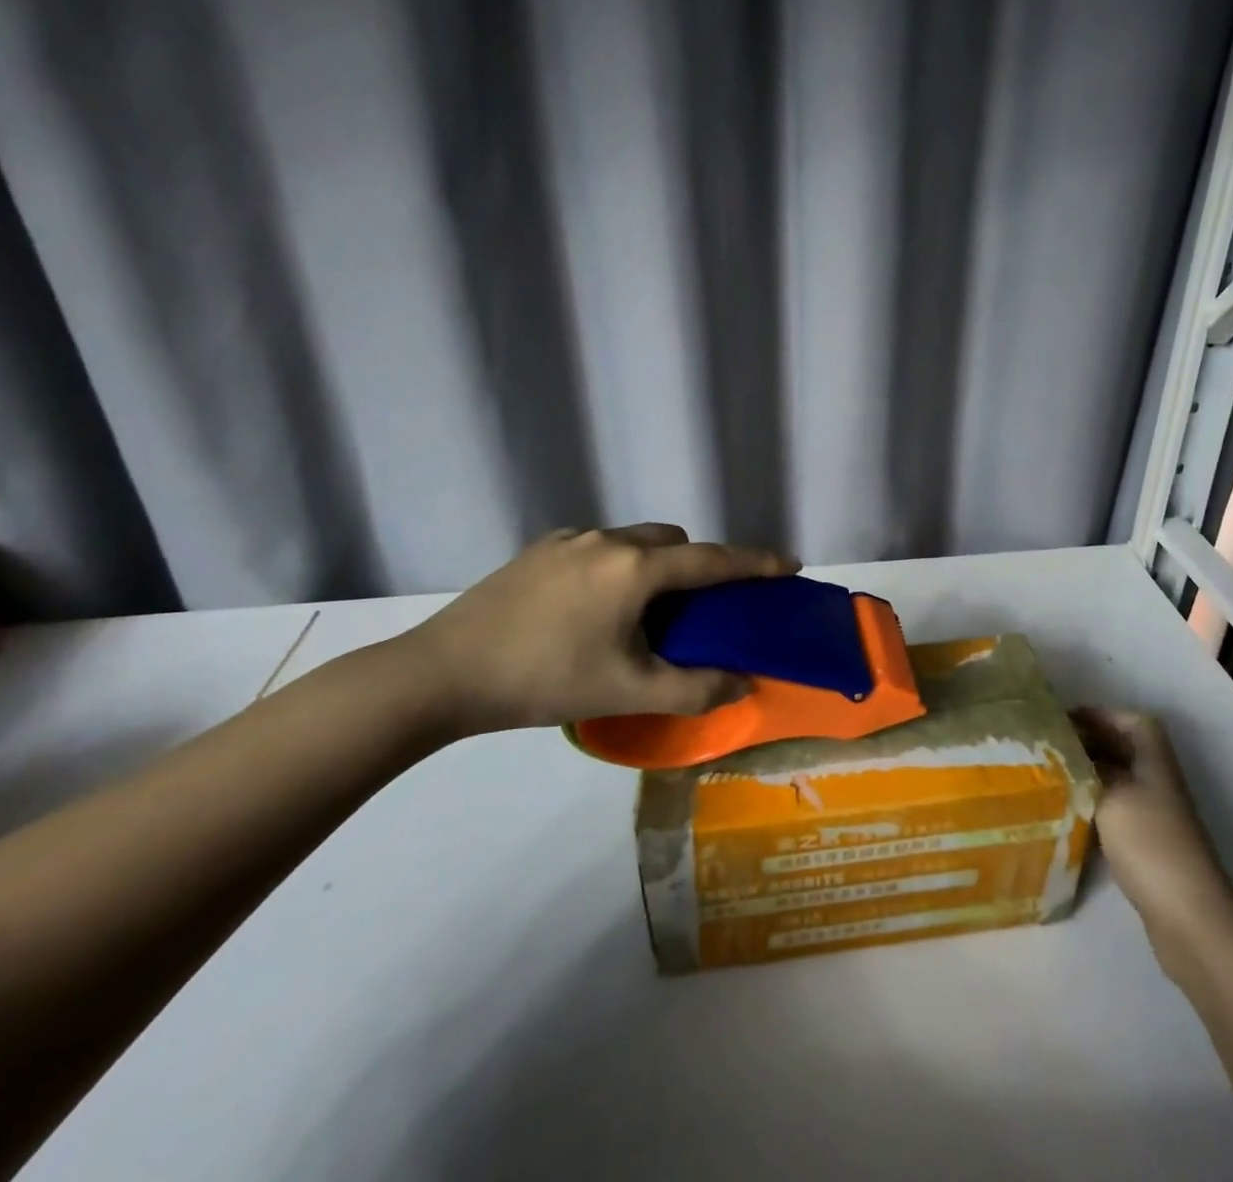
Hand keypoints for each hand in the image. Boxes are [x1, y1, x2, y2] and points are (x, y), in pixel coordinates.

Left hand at [402, 524, 798, 736]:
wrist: (442, 673)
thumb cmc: (544, 680)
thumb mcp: (627, 691)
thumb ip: (694, 689)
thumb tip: (743, 682)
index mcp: (636, 568)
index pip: (713, 560)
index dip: (756, 563)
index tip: (790, 564)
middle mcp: (608, 540)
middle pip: (674, 541)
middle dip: (700, 564)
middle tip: (703, 607)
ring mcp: (570, 540)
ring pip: (635, 540)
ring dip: (657, 564)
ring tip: (645, 612)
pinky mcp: (539, 550)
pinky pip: (599, 547)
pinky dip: (619, 566)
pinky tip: (594, 608)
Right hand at [1073, 708, 1232, 953]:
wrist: (1188, 918)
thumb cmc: (1150, 843)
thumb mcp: (1111, 794)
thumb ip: (1088, 768)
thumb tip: (1067, 752)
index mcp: (1154, 762)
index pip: (1133, 722)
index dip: (1101, 715)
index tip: (1064, 720)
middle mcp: (1157, 782)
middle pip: (1124, 749)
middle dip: (1089, 742)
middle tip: (1048, 746)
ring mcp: (1155, 816)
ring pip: (1117, 781)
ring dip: (1088, 774)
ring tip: (1050, 775)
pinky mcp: (1147, 846)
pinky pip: (1115, 810)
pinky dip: (1092, 805)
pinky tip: (1067, 813)